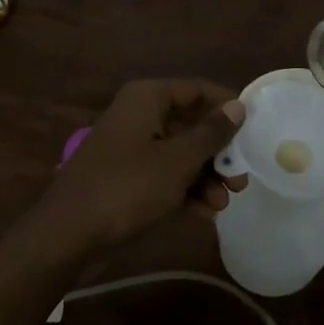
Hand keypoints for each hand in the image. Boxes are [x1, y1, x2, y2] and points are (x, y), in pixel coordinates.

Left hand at [31, 78, 248, 257]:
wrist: (68, 235)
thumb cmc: (127, 187)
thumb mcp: (177, 161)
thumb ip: (211, 133)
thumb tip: (238, 106)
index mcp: (147, 98)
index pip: (197, 89)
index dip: (227, 106)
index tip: (255, 129)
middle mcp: (139, 115)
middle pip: (190, 123)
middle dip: (218, 152)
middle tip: (242, 177)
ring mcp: (131, 147)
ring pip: (179, 153)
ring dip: (204, 176)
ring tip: (224, 203)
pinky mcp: (126, 177)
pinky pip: (164, 175)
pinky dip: (184, 190)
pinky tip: (205, 214)